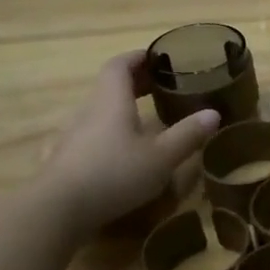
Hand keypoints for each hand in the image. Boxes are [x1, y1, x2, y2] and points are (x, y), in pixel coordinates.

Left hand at [34, 52, 218, 237]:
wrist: (57, 210)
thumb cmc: (114, 174)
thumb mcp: (161, 157)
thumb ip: (187, 134)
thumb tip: (213, 113)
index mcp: (111, 102)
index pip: (120, 65)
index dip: (138, 58)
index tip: (157, 58)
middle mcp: (88, 112)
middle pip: (108, 87)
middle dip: (134, 83)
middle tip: (158, 88)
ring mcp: (70, 137)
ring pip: (97, 113)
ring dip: (118, 112)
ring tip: (141, 123)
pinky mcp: (61, 161)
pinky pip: (84, 138)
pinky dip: (102, 137)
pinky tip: (109, 153)